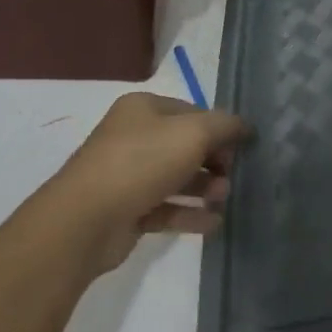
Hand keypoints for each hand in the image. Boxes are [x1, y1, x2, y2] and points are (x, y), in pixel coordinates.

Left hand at [36, 92, 248, 275]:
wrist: (86, 219)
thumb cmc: (142, 162)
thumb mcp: (193, 133)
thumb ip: (225, 126)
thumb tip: (245, 126)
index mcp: (143, 108)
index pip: (192, 111)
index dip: (220, 128)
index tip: (244, 148)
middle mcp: (134, 137)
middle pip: (185, 145)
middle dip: (213, 161)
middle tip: (232, 177)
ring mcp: (128, 174)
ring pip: (177, 177)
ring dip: (204, 188)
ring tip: (223, 199)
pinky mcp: (128, 209)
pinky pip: (166, 208)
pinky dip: (190, 214)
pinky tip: (213, 223)